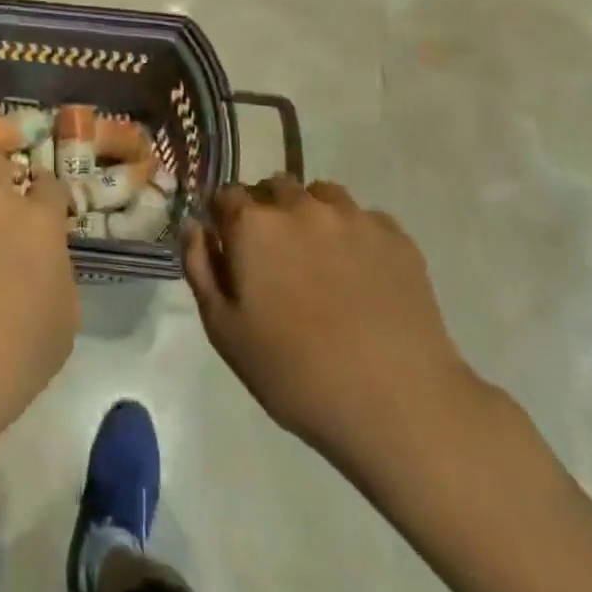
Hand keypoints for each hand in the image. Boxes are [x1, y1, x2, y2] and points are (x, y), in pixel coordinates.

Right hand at [183, 176, 489, 492]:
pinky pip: (362, 218)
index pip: (225, 195)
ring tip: (319, 260)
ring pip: (320, 195)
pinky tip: (360, 275)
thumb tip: (194, 225)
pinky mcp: (395, 235)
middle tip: (276, 258)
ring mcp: (351, 216)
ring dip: (310, 214)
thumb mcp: (224, 331)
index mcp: (253, 224)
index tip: (231, 247)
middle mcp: (300, 205)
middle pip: (273, 187)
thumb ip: (200, 267)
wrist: (397, 404)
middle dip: (267, 211)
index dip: (224, 218)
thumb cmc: (295, 374)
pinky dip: (353, 234)